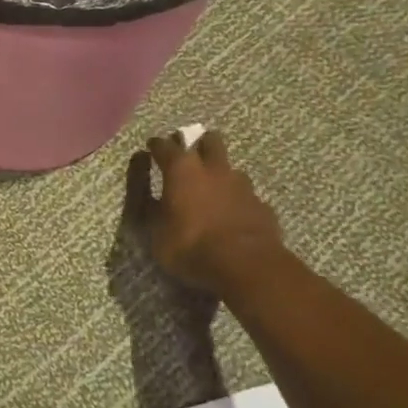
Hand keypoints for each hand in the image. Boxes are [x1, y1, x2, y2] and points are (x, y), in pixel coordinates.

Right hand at [145, 130, 285, 297]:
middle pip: (209, 140)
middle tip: (190, 158)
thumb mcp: (155, 231)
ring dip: (220, 174)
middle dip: (199, 144)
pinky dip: (238, 200)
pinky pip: (247, 195)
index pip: (164, 146)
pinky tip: (234, 216)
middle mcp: (213, 168)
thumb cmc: (191, 246)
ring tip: (214, 191)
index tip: (152, 148)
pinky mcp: (262, 205)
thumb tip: (145, 188)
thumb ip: (149, 205)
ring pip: (230, 168)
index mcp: (182, 169)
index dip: (156, 146)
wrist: (246, 266)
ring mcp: (242, 185)